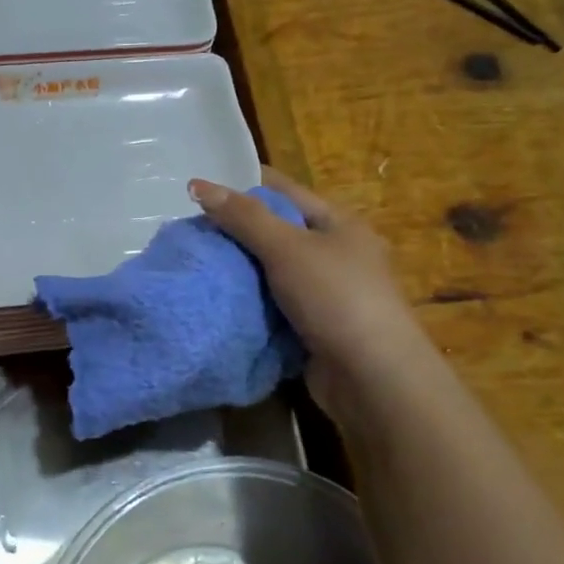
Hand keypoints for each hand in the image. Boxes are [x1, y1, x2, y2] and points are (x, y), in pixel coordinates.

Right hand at [188, 167, 423, 419]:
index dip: (245, 186)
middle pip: (277, 232)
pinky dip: (249, 303)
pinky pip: (274, 306)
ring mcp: (326, 294)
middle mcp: (336, 254)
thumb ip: (244, 217)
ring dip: (240, 271)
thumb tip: (198, 185)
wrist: (371, 378)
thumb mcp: (287, 248)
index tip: (201, 191)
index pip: (285, 192)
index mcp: (339, 224)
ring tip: (196, 264)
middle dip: (237, 232)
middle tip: (191, 232)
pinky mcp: (314, 328)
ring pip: (272, 272)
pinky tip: (218, 301)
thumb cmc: (335, 298)